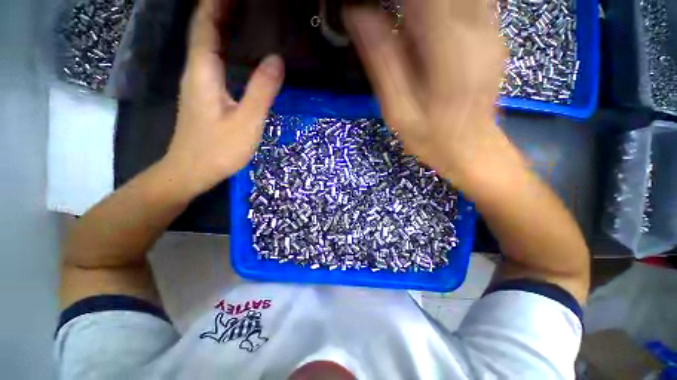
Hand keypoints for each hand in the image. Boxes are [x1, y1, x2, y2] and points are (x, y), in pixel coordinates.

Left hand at [164, 0, 284, 196]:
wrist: (192, 171)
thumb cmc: (219, 149)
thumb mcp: (247, 121)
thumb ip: (262, 90)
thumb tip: (277, 59)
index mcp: (203, 71)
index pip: (206, 25)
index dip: (217, 3)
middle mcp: (196, 71)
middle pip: (205, 30)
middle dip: (222, 9)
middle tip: (249, 3)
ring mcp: (199, 83)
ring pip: (209, 45)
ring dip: (224, 27)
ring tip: (247, 17)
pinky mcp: (205, 95)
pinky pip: (214, 62)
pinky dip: (226, 48)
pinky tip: (241, 51)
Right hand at [345, 0, 510, 184]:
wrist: (471, 148)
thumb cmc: (431, 137)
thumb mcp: (398, 109)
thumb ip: (381, 61)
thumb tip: (357, 15)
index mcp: (448, 49)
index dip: (389, 1)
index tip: (366, 7)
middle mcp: (475, 28)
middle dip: (405, 4)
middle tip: (381, 17)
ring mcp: (488, 29)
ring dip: (420, 7)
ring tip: (399, 25)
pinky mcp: (490, 34)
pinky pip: (466, 3)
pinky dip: (436, 10)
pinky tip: (419, 26)